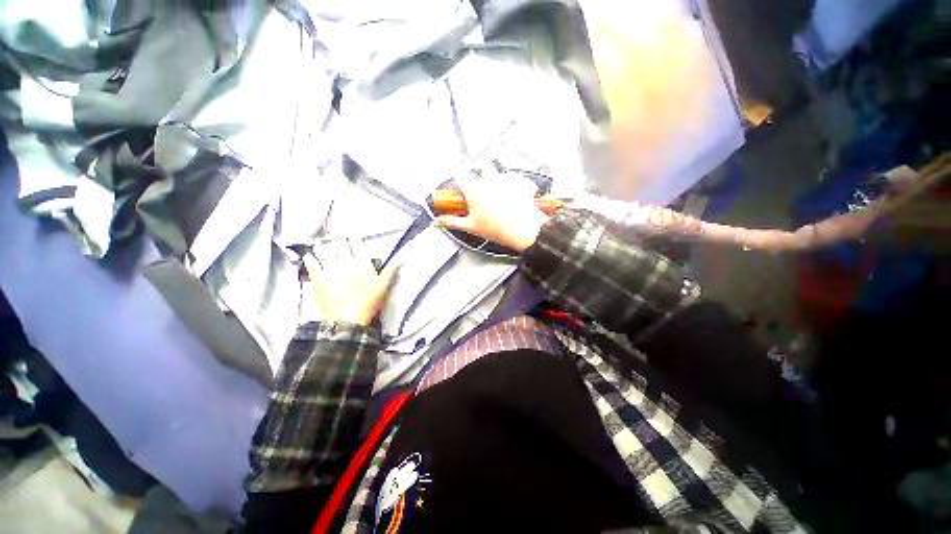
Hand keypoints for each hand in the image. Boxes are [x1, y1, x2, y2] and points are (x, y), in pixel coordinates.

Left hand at [302, 240, 397, 325]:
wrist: (348, 320)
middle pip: (339, 245)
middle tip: (335, 233)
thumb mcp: (383, 287)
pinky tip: (308, 256)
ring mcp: (330, 270)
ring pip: (324, 252)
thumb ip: (389, 273)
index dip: (354, 238)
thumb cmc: (368, 302)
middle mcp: (345, 263)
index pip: (357, 246)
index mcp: (361, 264)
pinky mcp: (318, 279)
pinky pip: (311, 265)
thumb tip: (399, 261)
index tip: (351, 233)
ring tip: (322, 243)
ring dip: (323, 246)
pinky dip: (309, 259)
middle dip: (338, 238)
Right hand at [434, 172, 548, 252]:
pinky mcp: (518, 182)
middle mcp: (488, 180)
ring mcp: (504, 179)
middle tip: (483, 193)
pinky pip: (513, 179)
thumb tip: (436, 223)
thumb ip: (452, 222)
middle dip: (482, 177)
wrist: (523, 231)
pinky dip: (512, 185)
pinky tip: (512, 198)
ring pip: (498, 173)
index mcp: (474, 189)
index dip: (459, 180)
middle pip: (483, 169)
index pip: (460, 175)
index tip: (461, 187)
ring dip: (496, 179)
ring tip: (499, 197)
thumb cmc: (495, 229)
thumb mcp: (471, 227)